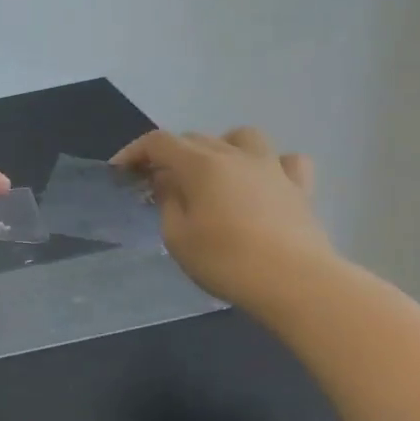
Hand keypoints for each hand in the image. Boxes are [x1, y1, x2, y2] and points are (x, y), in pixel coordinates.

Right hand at [112, 127, 337, 309]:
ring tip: (213, 172)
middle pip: (195, 138)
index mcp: (200, 165)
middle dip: (170, 154)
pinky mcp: (299, 189)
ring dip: (221, 147)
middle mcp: (235, 156)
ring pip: (243, 137)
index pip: (159, 142)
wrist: (296, 282)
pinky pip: (286, 161)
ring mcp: (272, 169)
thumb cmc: (225, 261)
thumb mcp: (177, 236)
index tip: (120, 172)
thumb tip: (167, 180)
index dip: (135, 152)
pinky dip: (271, 165)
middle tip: (158, 182)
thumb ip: (168, 201)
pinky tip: (262, 182)